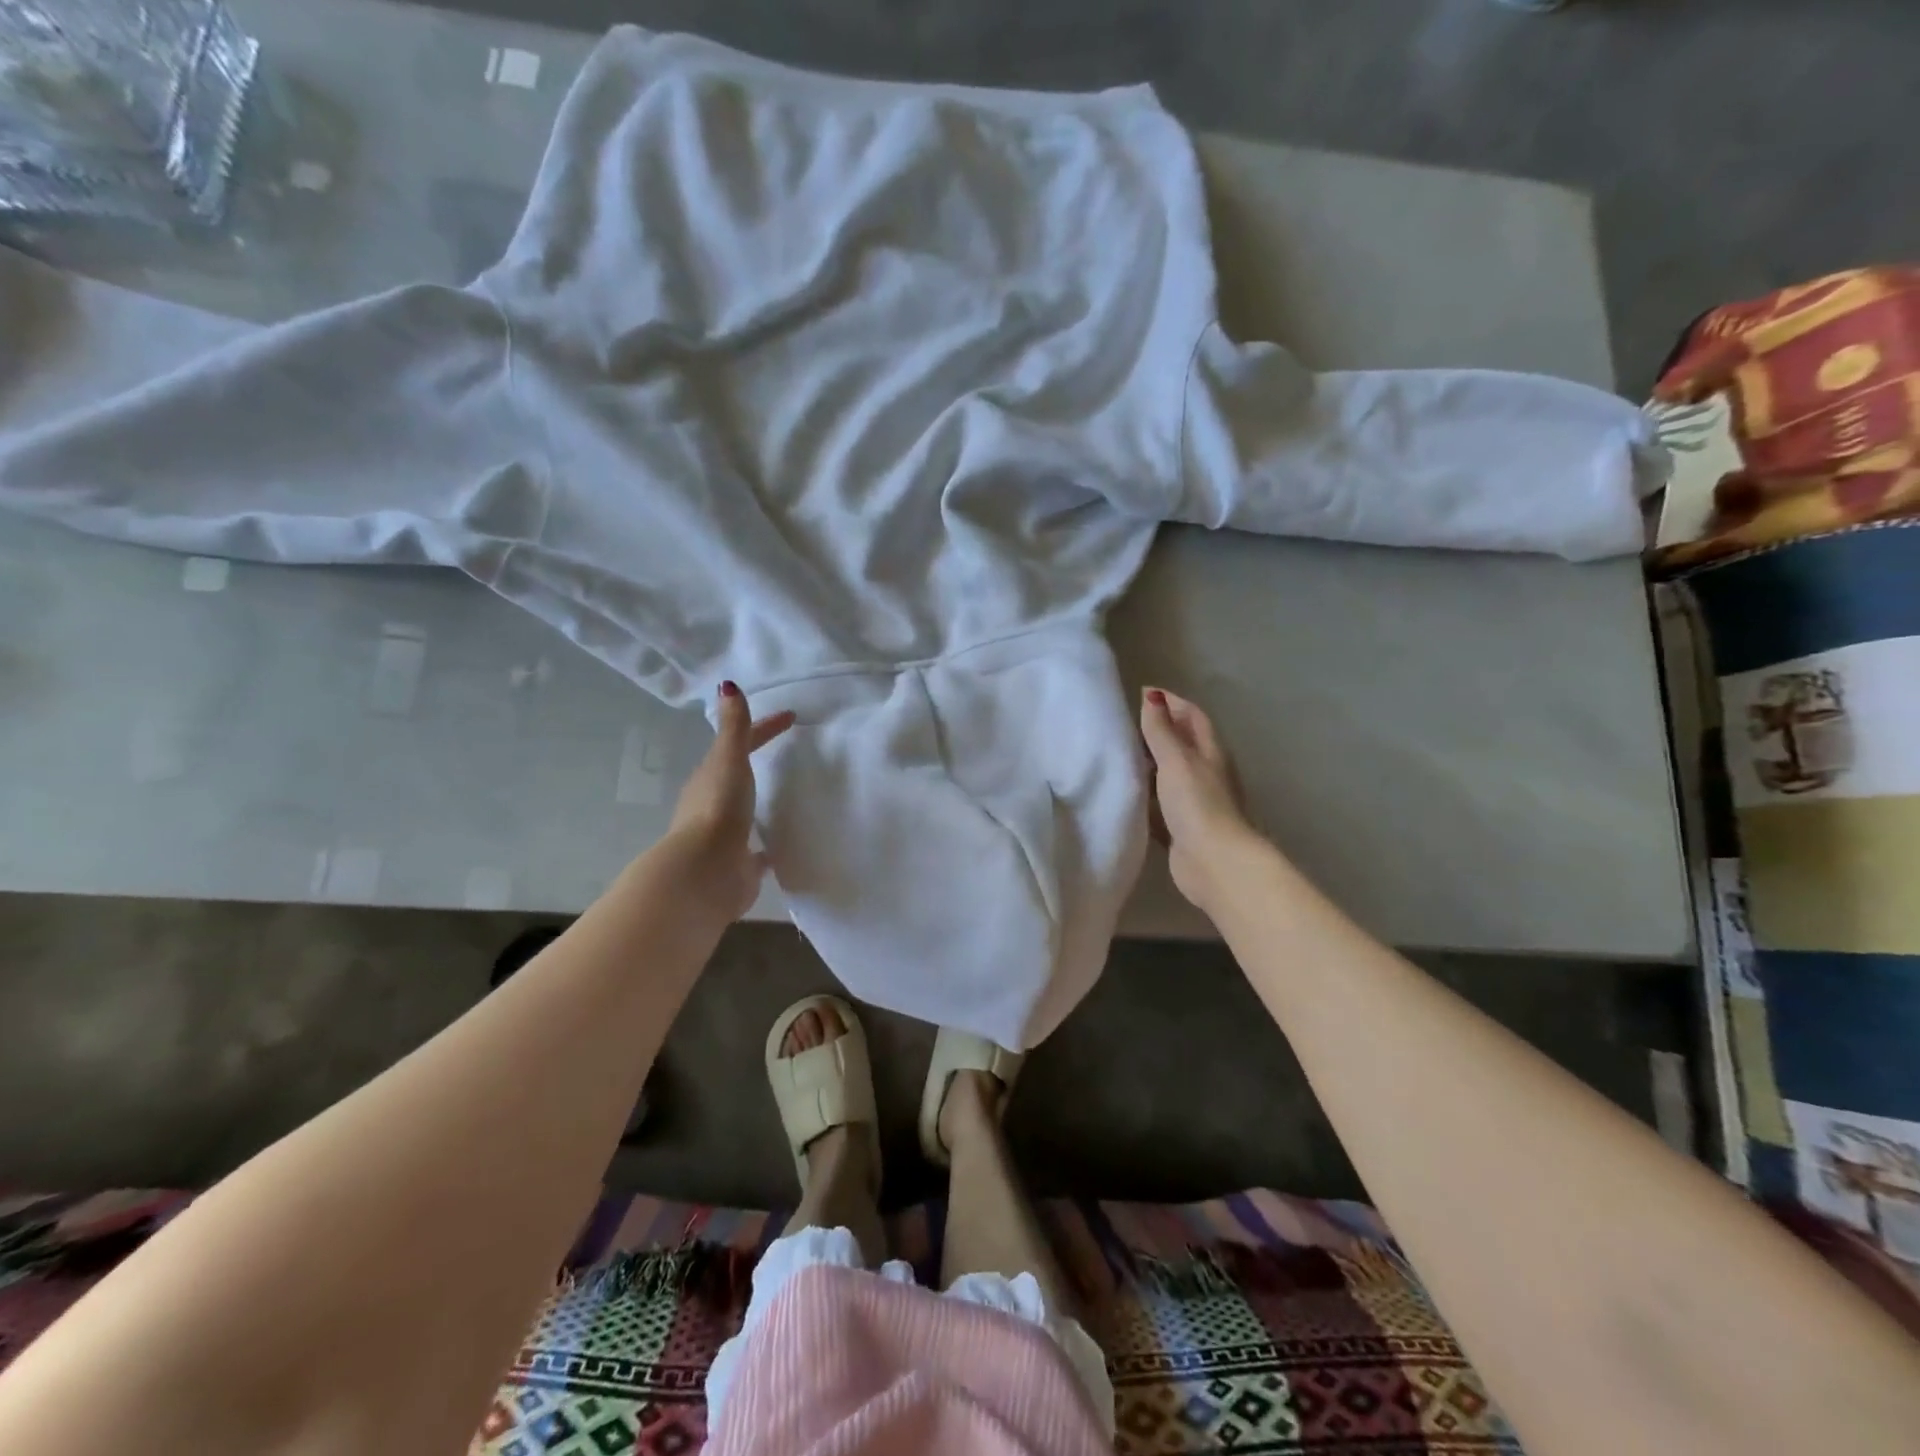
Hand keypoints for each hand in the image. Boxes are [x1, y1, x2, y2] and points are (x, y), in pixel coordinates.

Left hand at [666, 682, 795, 922]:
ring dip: (760, 804)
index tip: (791, 717)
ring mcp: (725, 837)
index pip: (740, 744)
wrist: (706, 871)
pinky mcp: (739, 865)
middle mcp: (713, 805)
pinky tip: (783, 845)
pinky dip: (767, 844)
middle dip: (757, 764)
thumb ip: (734, 727)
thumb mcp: (728, 760)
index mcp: (710, 777)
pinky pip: (757, 851)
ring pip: (744, 813)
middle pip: (738, 776)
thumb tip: (727, 685)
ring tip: (786, 798)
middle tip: (788, 755)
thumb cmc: (719, 808)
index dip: (764, 728)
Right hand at [1139, 686, 1254, 912]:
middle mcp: (1206, 774)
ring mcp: (1195, 802)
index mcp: (1210, 752)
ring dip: (1149, 764)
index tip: (1143, 693)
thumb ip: (1161, 731)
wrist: (1214, 863)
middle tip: (1124, 723)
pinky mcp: (1181, 828)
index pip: (1193, 717)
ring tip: (1118, 754)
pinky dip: (1145, 796)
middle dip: (1159, 730)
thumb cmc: (1198, 804)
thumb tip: (1152, 696)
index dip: (1172, 702)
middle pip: (1183, 744)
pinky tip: (1124, 795)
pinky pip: (1160, 805)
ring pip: (1170, 775)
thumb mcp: (1176, 760)